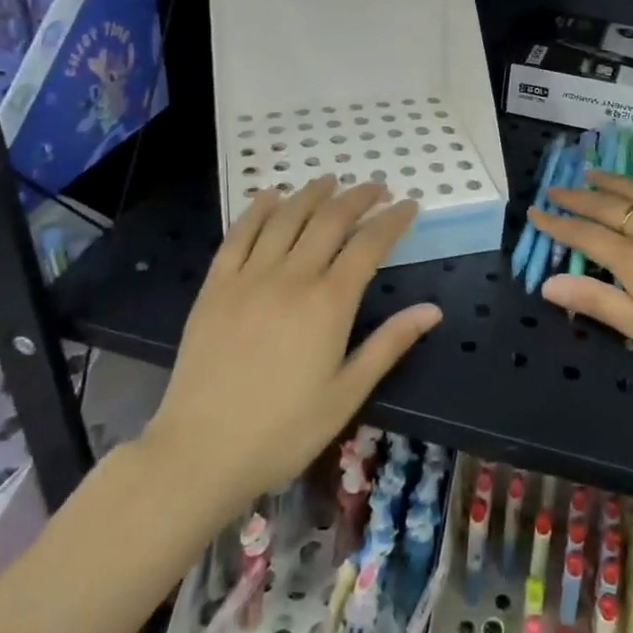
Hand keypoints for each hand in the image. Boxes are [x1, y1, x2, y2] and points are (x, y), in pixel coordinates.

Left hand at [142, 177, 439, 521]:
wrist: (200, 452)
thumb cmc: (283, 430)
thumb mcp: (347, 394)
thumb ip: (389, 344)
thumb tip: (432, 310)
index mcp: (329, 303)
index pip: (369, 245)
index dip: (392, 220)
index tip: (409, 205)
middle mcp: (292, 277)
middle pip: (330, 220)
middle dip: (357, 198)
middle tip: (375, 187)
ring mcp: (249, 277)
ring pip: (286, 218)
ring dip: (311, 194)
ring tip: (329, 180)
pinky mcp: (216, 286)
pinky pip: (238, 235)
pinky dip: (257, 210)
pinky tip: (269, 196)